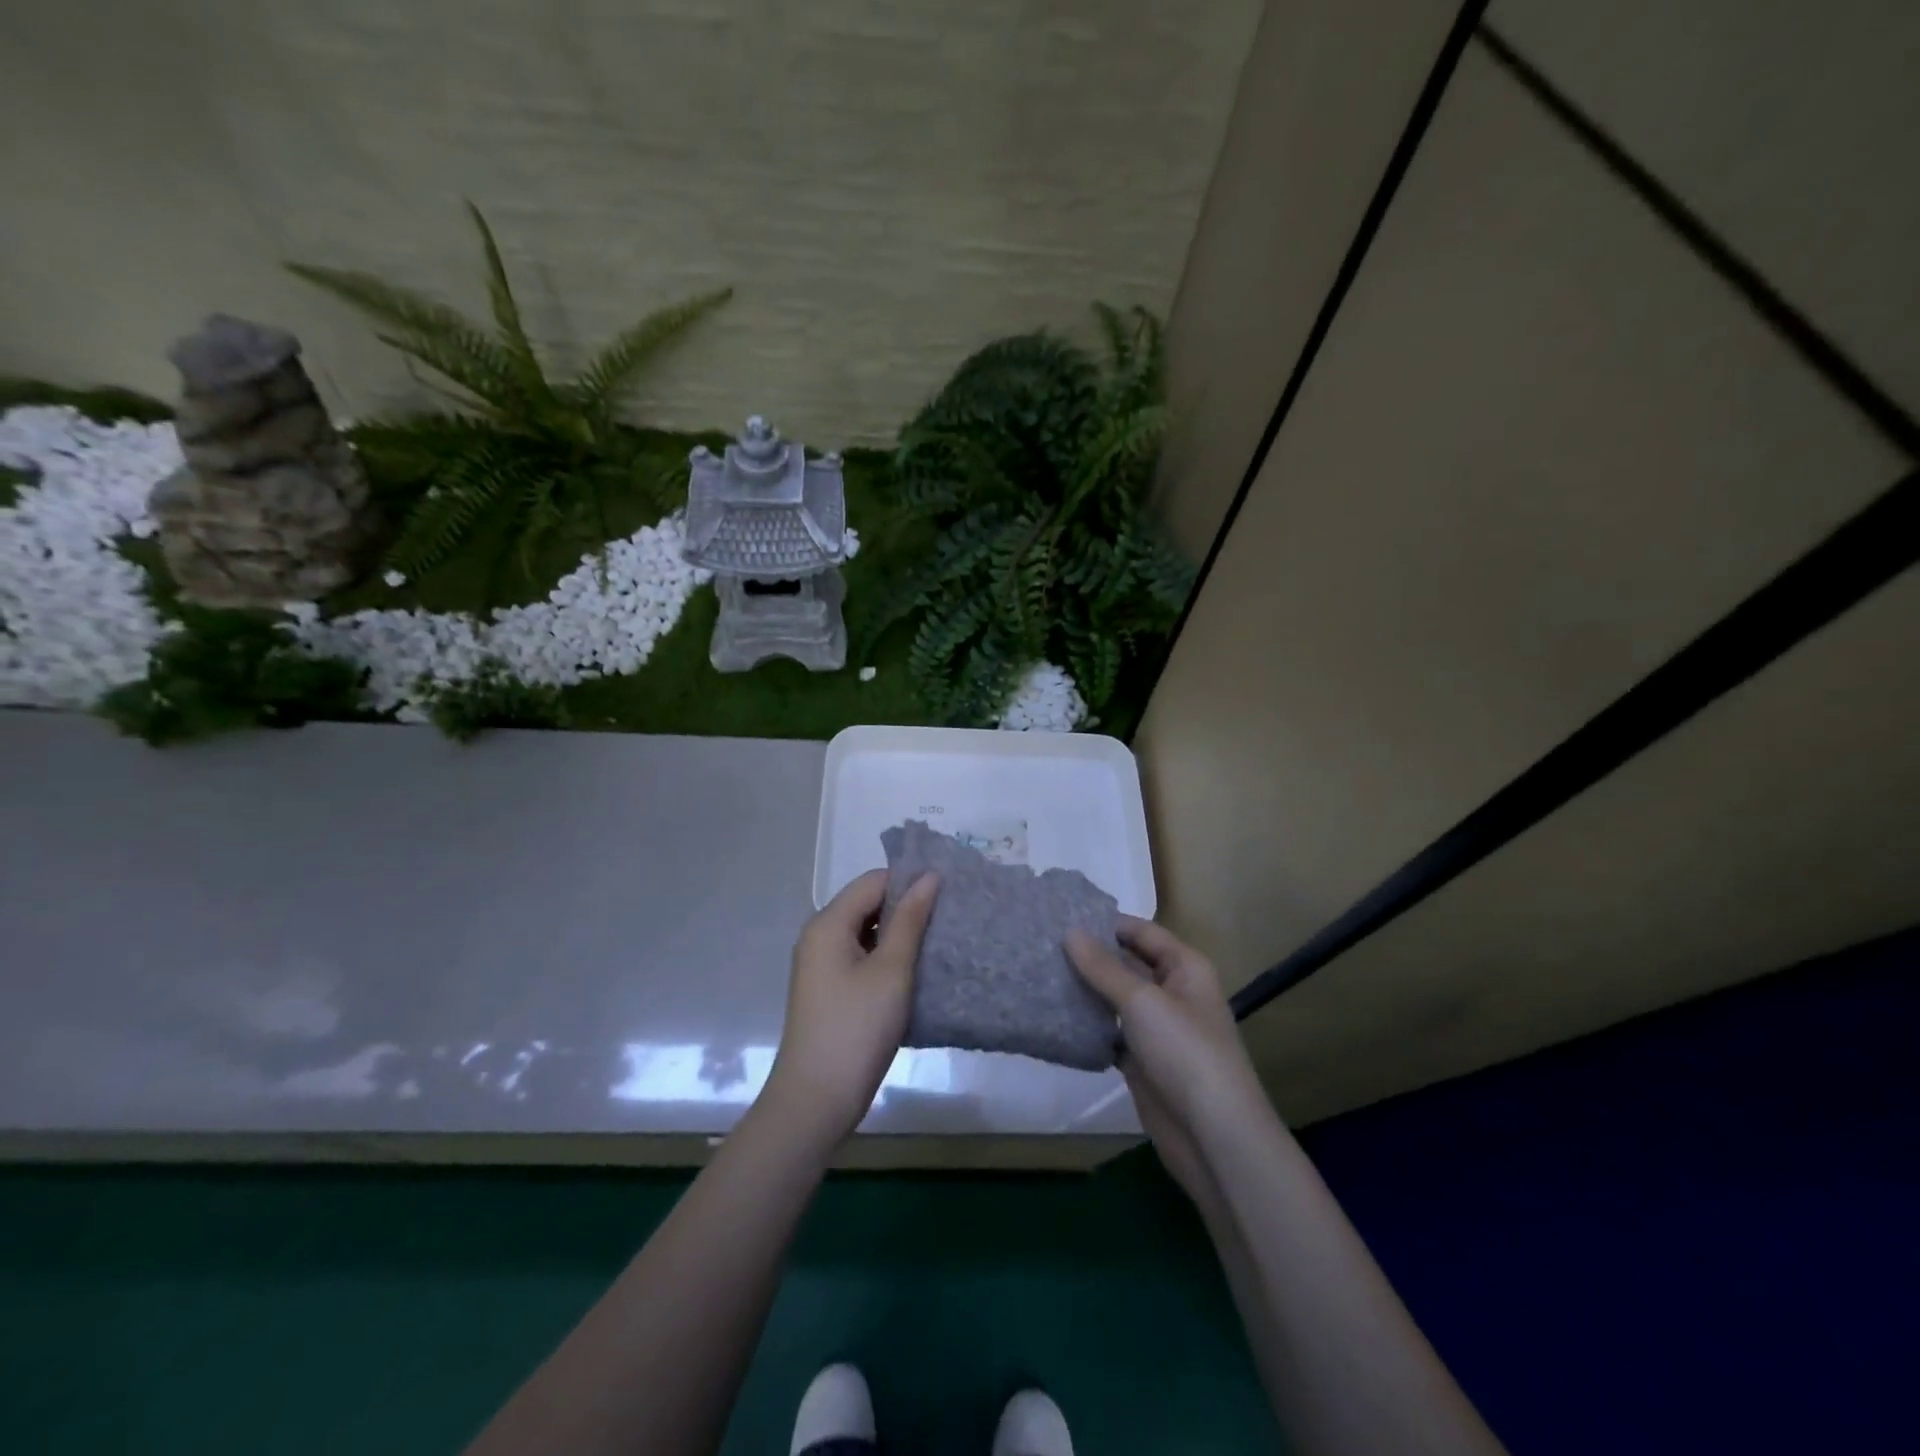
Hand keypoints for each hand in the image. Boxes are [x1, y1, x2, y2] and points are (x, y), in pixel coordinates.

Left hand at [765, 869, 939, 1144]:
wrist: (816, 1100)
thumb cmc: (857, 1028)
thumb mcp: (891, 970)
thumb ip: (911, 920)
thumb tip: (929, 876)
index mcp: (828, 923)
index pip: (874, 881)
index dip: (910, 882)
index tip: (948, 894)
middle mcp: (819, 936)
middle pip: (868, 904)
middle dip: (906, 908)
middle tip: (948, 920)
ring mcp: (821, 965)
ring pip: (866, 932)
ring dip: (899, 935)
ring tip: (937, 944)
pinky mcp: (829, 990)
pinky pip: (861, 958)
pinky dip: (887, 959)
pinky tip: (914, 973)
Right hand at [1068, 918, 1264, 1204]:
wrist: (1212, 1136)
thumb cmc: (1185, 1053)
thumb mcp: (1142, 1001)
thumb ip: (1103, 967)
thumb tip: (1069, 931)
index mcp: (1184, 967)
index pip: (1140, 932)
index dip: (1105, 923)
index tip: (1060, 917)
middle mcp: (1171, 992)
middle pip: (1126, 964)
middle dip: (1089, 956)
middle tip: (1041, 945)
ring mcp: (1156, 1029)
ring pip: (1114, 999)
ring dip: (1084, 990)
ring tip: (1039, 973)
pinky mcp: (1141, 1060)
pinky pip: (1108, 1032)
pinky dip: (1086, 1026)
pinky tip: (1052, 1016)